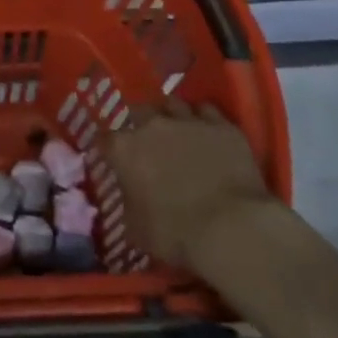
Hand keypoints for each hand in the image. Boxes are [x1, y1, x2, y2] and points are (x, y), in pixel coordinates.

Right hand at [106, 99, 274, 269]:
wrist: (232, 229)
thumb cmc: (176, 234)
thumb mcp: (136, 229)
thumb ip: (128, 204)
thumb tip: (131, 198)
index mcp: (124, 149)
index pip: (104, 138)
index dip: (109, 149)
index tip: (114, 159)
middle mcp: (152, 125)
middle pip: (139, 110)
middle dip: (141, 123)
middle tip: (149, 142)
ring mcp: (189, 121)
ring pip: (174, 104)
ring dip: (173, 116)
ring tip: (180, 131)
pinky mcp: (223, 127)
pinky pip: (208, 111)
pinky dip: (205, 120)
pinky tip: (208, 134)